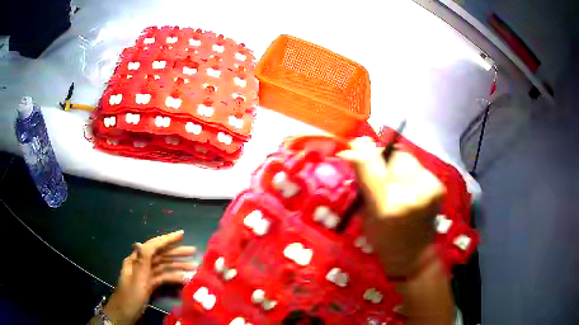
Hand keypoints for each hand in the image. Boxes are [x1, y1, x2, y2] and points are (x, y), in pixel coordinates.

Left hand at [102, 230, 196, 324]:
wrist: (124, 314)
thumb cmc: (130, 297)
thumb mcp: (136, 280)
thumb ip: (140, 262)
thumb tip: (140, 242)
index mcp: (136, 261)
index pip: (153, 246)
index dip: (167, 239)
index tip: (181, 234)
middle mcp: (141, 265)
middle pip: (161, 255)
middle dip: (177, 253)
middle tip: (193, 251)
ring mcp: (146, 275)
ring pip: (164, 267)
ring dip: (178, 266)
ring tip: (194, 266)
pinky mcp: (149, 284)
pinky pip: (163, 278)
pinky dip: (173, 278)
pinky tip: (184, 279)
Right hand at [339, 137, 444, 276]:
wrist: (414, 254)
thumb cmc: (384, 240)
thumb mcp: (366, 215)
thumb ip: (363, 182)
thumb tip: (352, 152)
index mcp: (386, 205)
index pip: (370, 164)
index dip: (361, 151)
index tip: (354, 146)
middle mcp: (410, 193)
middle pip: (394, 155)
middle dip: (383, 158)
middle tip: (379, 170)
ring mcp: (428, 189)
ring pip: (408, 159)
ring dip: (398, 166)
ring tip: (396, 182)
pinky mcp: (439, 187)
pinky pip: (419, 168)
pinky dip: (411, 174)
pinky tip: (410, 188)